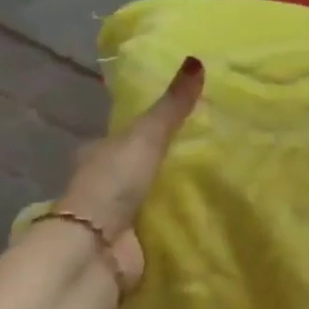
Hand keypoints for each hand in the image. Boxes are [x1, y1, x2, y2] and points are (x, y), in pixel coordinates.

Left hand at [53, 57, 203, 288]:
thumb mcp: (147, 136)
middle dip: (161, 164)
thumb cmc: (113, 183)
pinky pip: (158, 226)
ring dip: (169, 195)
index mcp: (97, 153)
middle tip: (204, 155)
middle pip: (136, 168)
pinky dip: (175, 222)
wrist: (96, 248)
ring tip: (211, 183)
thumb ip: (172, 106)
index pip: (123, 136)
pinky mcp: (131, 244)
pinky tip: (202, 216)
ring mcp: (115, 217)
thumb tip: (198, 60)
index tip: (177, 125)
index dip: (145, 130)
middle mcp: (102, 183)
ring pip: (148, 198)